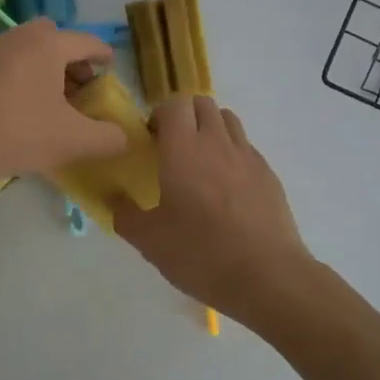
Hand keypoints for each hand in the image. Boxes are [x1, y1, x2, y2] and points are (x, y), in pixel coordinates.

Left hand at [0, 20, 126, 183]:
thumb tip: (124, 137)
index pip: (89, 43)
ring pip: (31, 51)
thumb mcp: (72, 141)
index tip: (112, 74)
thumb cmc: (15, 132)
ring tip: (56, 104)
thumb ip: (107, 138)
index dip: (106, 59)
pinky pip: (11, 64)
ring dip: (49, 70)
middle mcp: (21, 37)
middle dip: (74, 61)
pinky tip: (25, 111)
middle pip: (57, 39)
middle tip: (82, 90)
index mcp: (49, 44)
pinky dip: (26, 78)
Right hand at [112, 96, 316, 329]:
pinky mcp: (268, 173)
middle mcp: (217, 142)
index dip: (159, 114)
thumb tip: (111, 197)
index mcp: (183, 150)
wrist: (267, 276)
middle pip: (202, 103)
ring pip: (228, 119)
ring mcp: (247, 155)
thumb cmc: (201, 254)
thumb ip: (124, 214)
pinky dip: (232, 152)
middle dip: (185, 115)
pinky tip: (227, 186)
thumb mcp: (150, 241)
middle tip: (172, 146)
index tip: (151, 139)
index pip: (173, 104)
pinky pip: (246, 146)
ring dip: (210, 128)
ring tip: (201, 160)